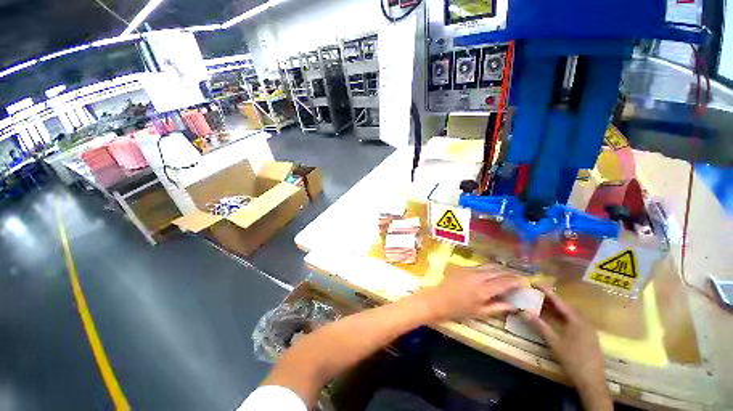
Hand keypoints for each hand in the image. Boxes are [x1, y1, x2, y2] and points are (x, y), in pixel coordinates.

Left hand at [417, 265, 522, 321]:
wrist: (438, 299)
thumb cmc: (458, 310)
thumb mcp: (479, 312)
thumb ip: (497, 307)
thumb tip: (514, 305)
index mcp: (483, 290)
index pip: (504, 282)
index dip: (516, 281)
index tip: (525, 281)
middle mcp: (477, 276)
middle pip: (498, 271)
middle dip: (510, 273)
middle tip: (518, 276)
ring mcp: (469, 270)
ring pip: (488, 266)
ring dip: (499, 269)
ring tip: (507, 273)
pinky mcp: (462, 267)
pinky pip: (479, 266)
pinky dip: (488, 268)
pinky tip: (491, 272)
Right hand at [521, 284, 611, 410]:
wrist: (592, 382)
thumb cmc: (573, 360)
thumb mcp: (554, 342)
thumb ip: (540, 326)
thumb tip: (523, 311)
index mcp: (577, 320)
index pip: (559, 302)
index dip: (546, 291)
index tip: (535, 283)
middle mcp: (584, 322)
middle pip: (565, 307)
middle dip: (550, 300)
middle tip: (535, 293)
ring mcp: (587, 330)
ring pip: (569, 314)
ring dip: (555, 309)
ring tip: (541, 304)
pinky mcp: (588, 337)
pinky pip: (572, 322)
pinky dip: (561, 318)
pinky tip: (554, 319)